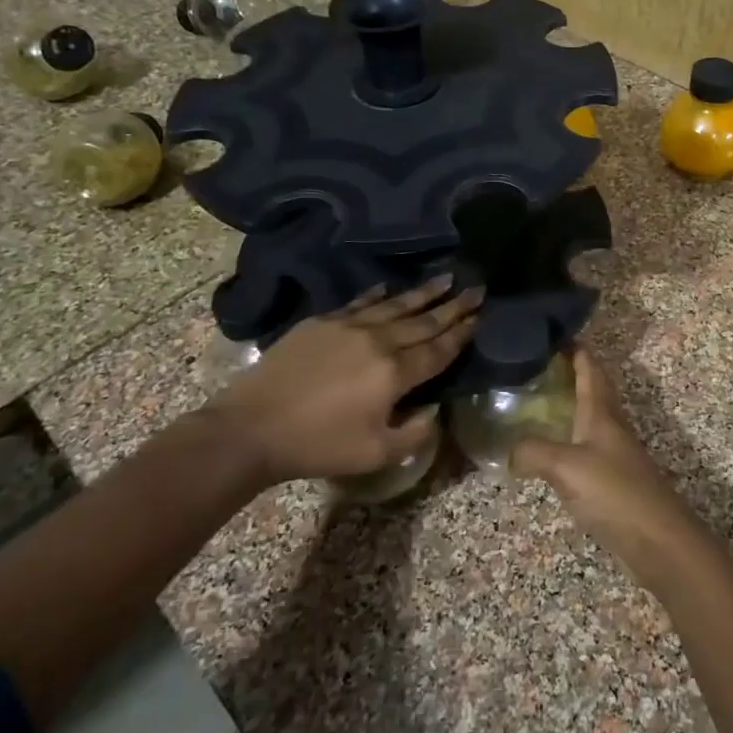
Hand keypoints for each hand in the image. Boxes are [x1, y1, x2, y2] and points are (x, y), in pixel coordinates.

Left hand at [204, 277, 481, 485]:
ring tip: (445, 278)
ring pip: (395, 305)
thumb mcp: (375, 453)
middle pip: (423, 321)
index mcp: (395, 373)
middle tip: (476, 288)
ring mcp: (348, 327)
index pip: (438, 349)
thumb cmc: (318, 445)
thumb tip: (434, 410)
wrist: (253, 427)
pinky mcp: (322, 323)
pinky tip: (389, 288)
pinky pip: (359, 303)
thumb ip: (414, 433)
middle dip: (453, 306)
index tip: (480, 315)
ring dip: (423, 293)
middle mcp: (378, 341)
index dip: (461, 333)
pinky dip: (378, 295)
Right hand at [510, 348, 700, 580]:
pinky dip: (568, 438)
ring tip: (537, 403)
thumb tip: (507, 451)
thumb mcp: (566, 467)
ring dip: (569, 405)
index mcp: (601, 413)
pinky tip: (551, 451)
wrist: (659, 540)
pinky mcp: (614, 480)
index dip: (575, 349)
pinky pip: (587, 447)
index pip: (590, 368)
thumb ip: (533, 453)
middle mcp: (610, 426)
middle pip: (593, 389)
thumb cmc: (615, 492)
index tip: (553, 332)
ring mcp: (615, 453)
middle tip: (536, 366)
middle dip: (570, 373)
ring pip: (590, 418)